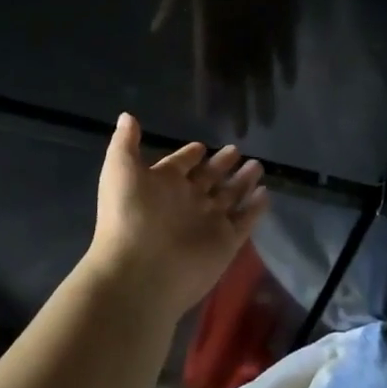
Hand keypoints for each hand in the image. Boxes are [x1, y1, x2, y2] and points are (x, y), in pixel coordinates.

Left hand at [83, 113, 267, 324]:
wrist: (140, 271)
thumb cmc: (128, 215)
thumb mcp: (120, 170)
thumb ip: (125, 142)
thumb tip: (127, 116)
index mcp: (161, 185)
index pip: (179, 165)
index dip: (189, 155)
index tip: (201, 146)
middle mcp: (186, 202)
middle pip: (208, 179)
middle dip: (221, 165)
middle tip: (236, 150)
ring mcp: (207, 223)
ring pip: (229, 197)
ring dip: (242, 181)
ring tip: (258, 165)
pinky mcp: (225, 243)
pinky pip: (244, 221)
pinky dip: (255, 208)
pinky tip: (266, 193)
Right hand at [152, 0, 301, 133]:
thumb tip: (155, 27)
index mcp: (209, 18)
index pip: (207, 62)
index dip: (207, 89)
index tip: (206, 115)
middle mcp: (234, 25)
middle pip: (236, 72)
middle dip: (238, 102)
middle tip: (241, 133)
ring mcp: (260, 19)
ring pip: (261, 64)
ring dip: (263, 90)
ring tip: (265, 119)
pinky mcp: (282, 9)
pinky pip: (285, 43)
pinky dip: (286, 62)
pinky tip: (287, 83)